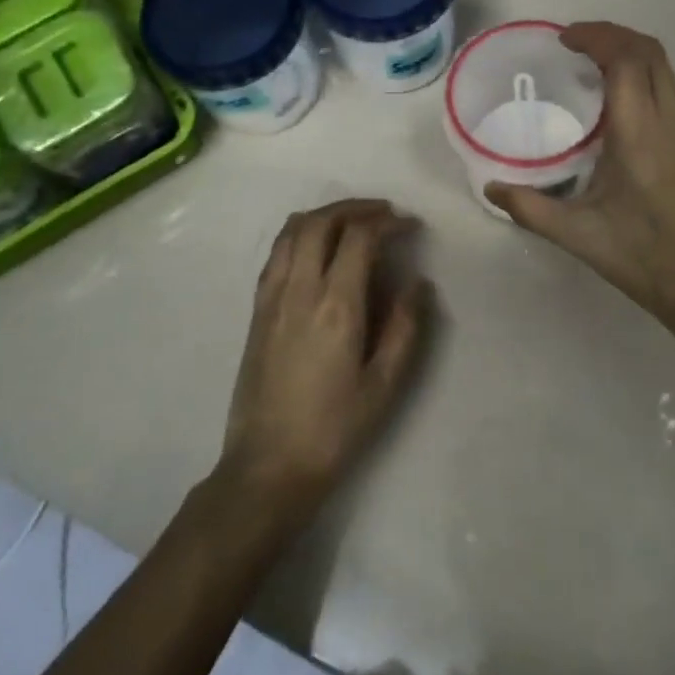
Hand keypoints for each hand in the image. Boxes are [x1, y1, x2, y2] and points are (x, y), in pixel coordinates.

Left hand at [217, 199, 427, 518]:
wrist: (267, 467)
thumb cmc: (333, 429)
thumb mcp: (384, 385)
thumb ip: (405, 327)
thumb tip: (418, 282)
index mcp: (336, 306)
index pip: (359, 237)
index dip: (388, 222)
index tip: (410, 226)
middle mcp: (299, 290)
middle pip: (321, 221)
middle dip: (355, 207)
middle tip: (384, 214)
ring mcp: (272, 297)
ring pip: (292, 231)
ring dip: (325, 215)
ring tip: (352, 222)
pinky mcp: (256, 310)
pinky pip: (277, 253)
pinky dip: (300, 234)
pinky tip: (317, 249)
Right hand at [486, 23, 674, 330]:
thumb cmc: (642, 257)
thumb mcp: (578, 235)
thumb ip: (529, 208)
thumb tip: (491, 187)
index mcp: (640, 133)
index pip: (625, 59)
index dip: (596, 36)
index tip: (565, 39)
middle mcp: (671, 121)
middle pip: (650, 51)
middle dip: (613, 35)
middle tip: (577, 44)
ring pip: (666, 69)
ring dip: (631, 53)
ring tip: (595, 66)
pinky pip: (673, 91)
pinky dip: (646, 77)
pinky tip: (622, 105)